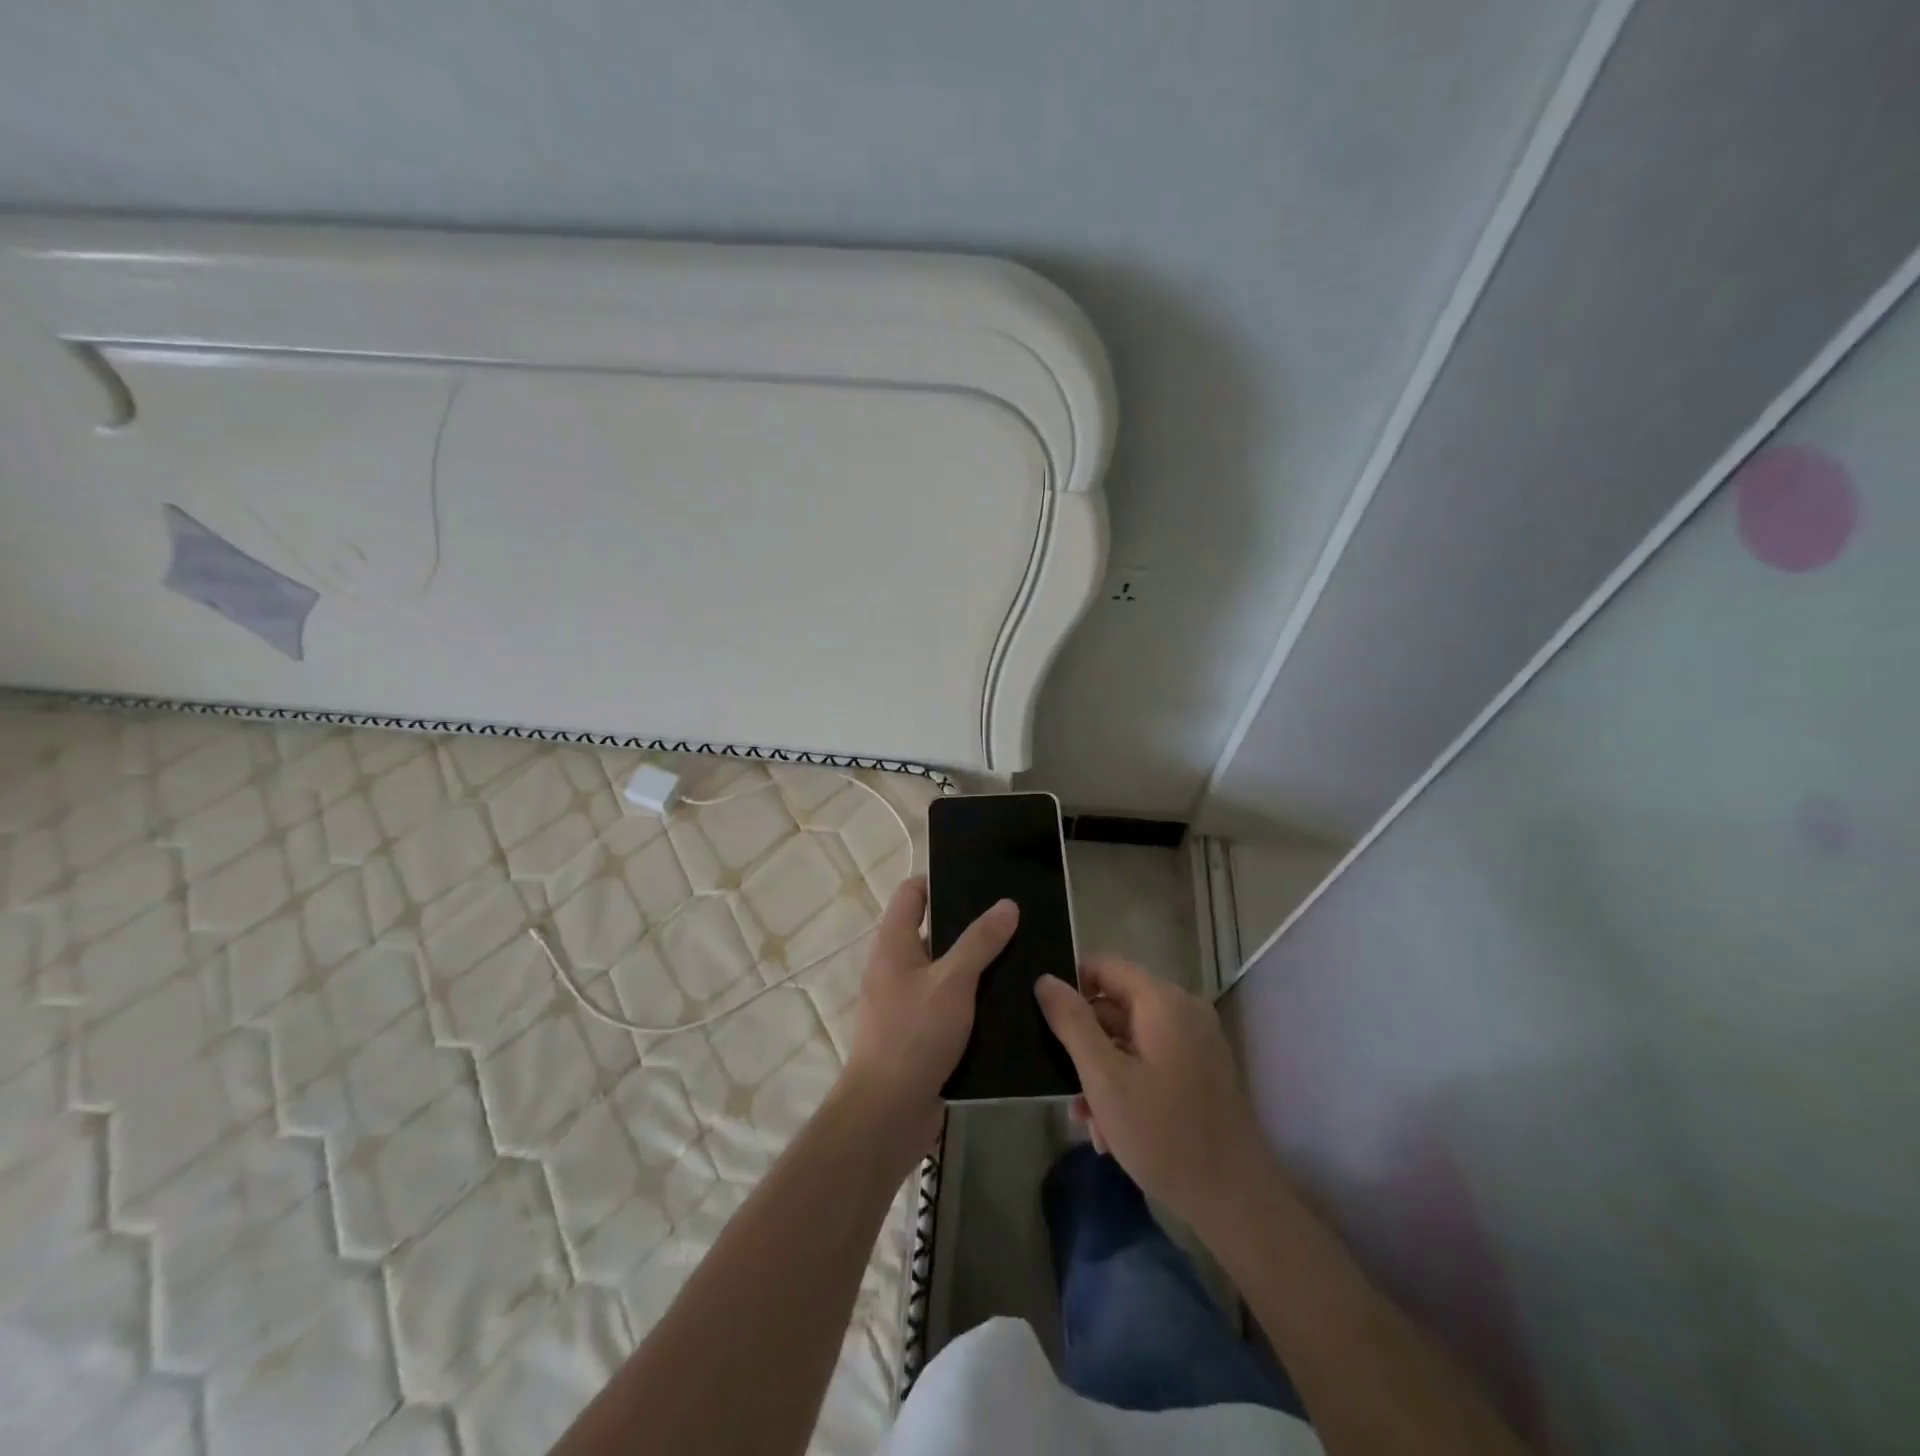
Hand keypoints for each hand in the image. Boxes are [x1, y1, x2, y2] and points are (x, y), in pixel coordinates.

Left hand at [841, 877, 1016, 1151]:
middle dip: (970, 924)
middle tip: (1014, 917)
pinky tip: (1009, 1000)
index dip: (940, 880)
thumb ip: (980, 941)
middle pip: (934, 931)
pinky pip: (950, 1004)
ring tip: (1022, 954)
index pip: (912, 893)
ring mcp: (907, 1001)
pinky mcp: (921, 1032)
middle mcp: (896, 967)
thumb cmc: (914, 1034)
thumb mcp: (952, 981)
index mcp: (894, 944)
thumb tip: (1007, 904)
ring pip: (946, 970)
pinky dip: (973, 998)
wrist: (888, 1112)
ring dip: (976, 964)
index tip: (980, 878)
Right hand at [1035, 955, 1269, 1224]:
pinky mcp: (1200, 1071)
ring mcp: (1195, 1041)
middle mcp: (1182, 1010)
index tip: (1046, 1022)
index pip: (1103, 966)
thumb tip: (1045, 979)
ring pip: (1129, 1040)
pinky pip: (1150, 1061)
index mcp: (1162, 1001)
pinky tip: (1111, 1132)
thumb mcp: (1104, 1077)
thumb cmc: (1163, 1134)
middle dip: (1084, 1046)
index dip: (1070, 986)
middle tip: (1063, 1087)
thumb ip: (1072, 1023)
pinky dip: (1127, 1085)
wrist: (1235, 1201)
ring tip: (1087, 1122)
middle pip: (1114, 1006)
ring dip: (1102, 1075)